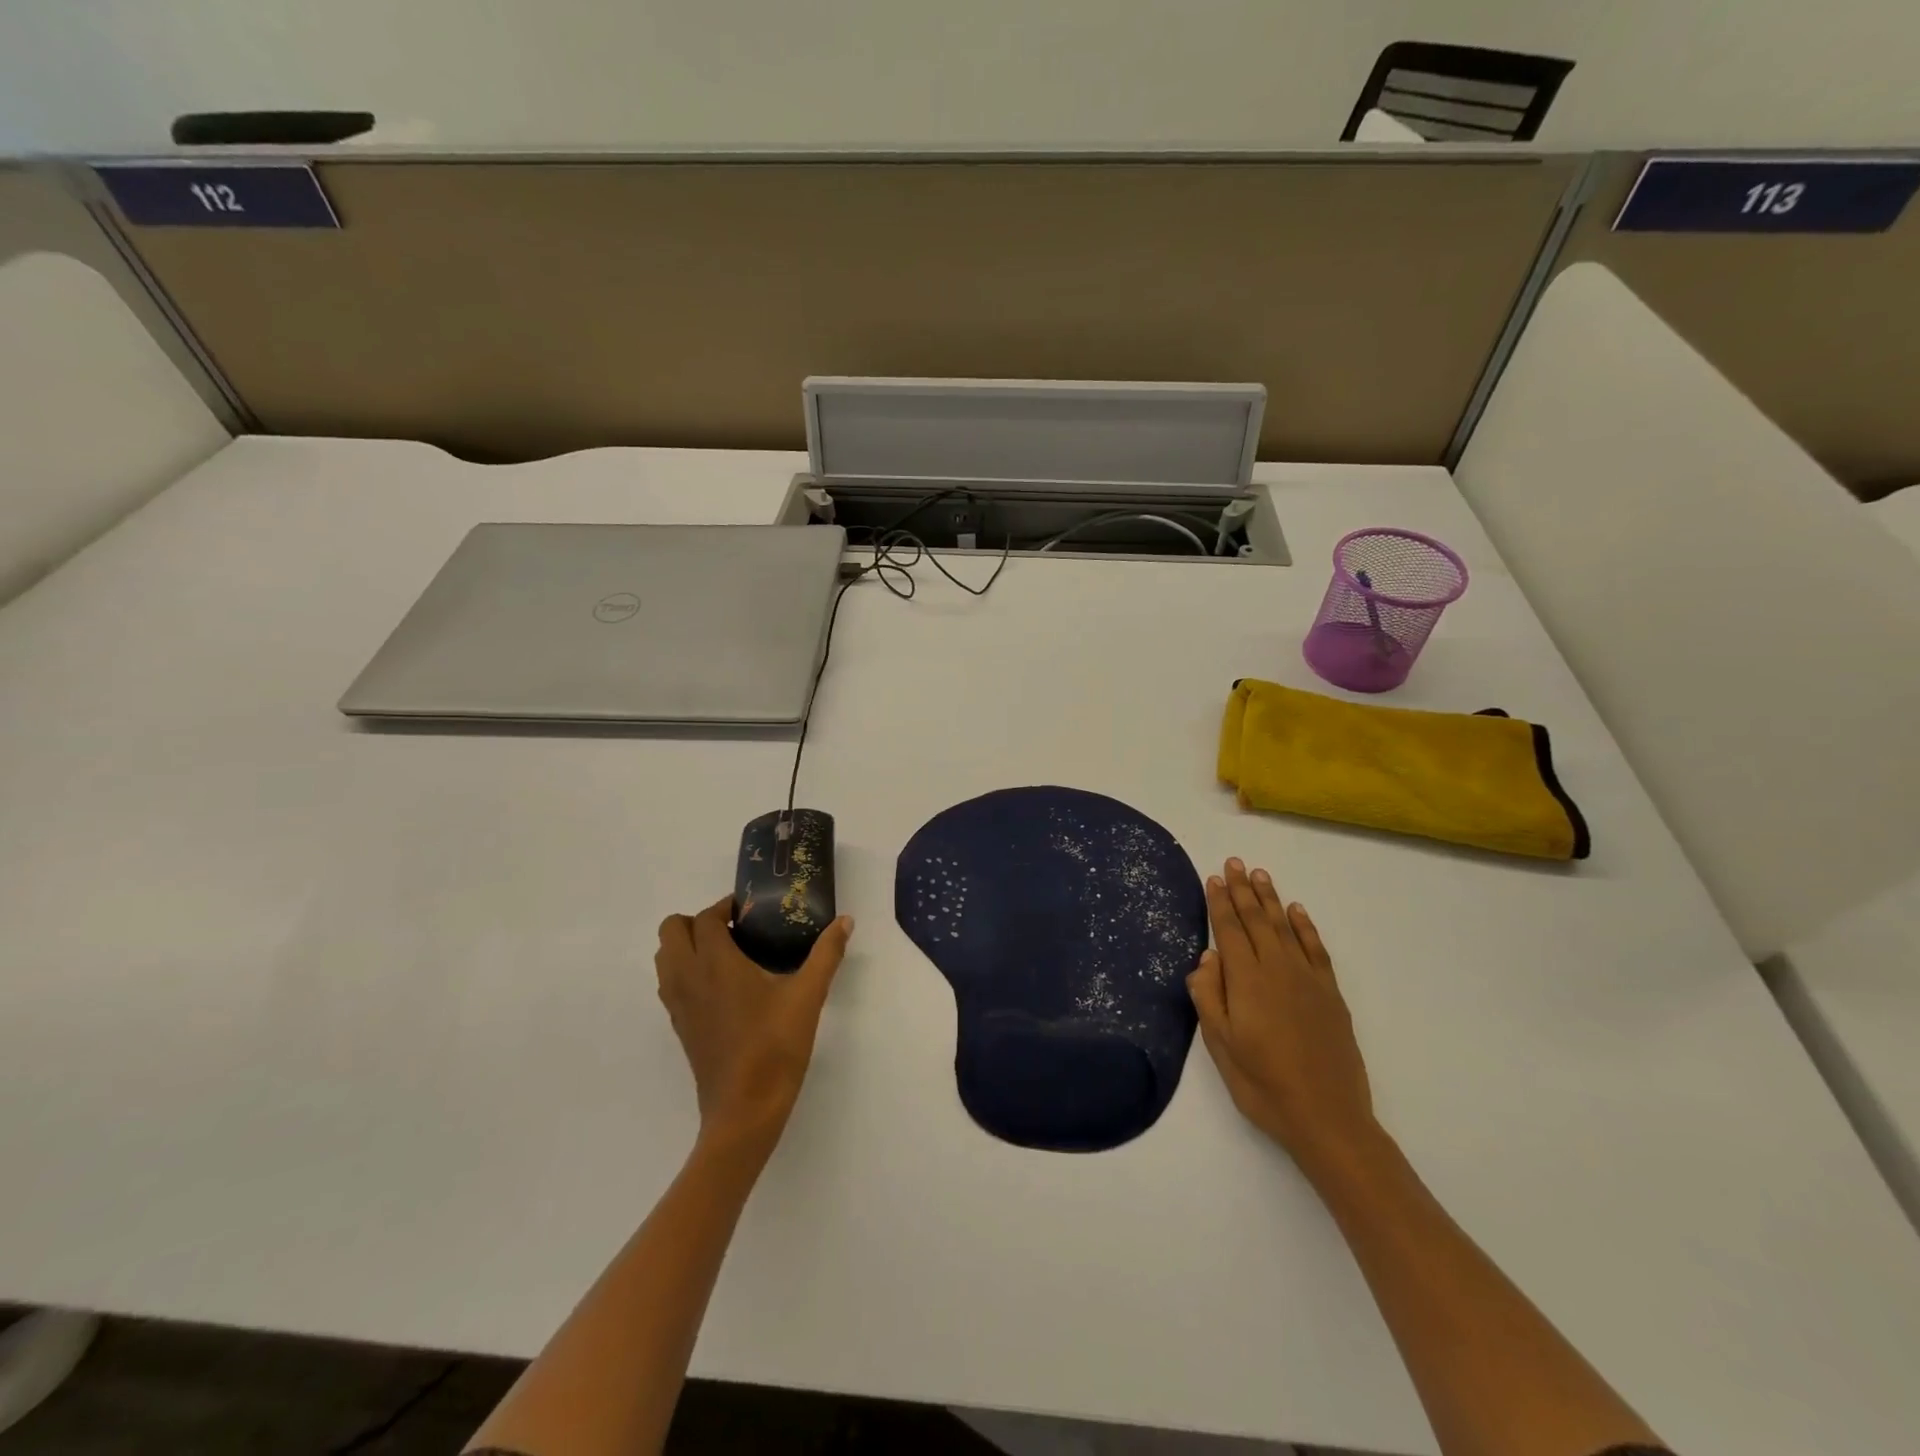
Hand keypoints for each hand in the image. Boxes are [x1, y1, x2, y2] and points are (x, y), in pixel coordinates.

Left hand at [655, 898, 853, 1151]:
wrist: (745, 1110)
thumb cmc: (776, 1046)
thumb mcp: (809, 996)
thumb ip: (826, 954)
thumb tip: (846, 921)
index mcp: (715, 963)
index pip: (705, 918)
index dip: (725, 907)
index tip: (751, 911)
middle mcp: (688, 977)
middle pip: (672, 930)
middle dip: (699, 921)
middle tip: (737, 931)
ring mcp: (678, 1004)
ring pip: (665, 957)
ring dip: (688, 945)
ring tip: (728, 955)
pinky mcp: (679, 1026)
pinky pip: (670, 984)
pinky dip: (686, 971)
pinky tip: (723, 987)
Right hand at [1187, 859, 1378, 1176]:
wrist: (1328, 1118)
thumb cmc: (1263, 1084)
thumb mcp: (1221, 1046)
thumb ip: (1209, 997)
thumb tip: (1207, 957)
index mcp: (1247, 981)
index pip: (1229, 930)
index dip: (1220, 902)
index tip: (1213, 877)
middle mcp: (1277, 969)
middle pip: (1256, 920)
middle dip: (1243, 890)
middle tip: (1235, 862)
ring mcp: (1307, 979)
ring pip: (1285, 927)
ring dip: (1271, 899)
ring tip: (1260, 875)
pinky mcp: (1330, 994)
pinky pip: (1315, 948)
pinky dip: (1304, 926)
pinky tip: (1296, 911)